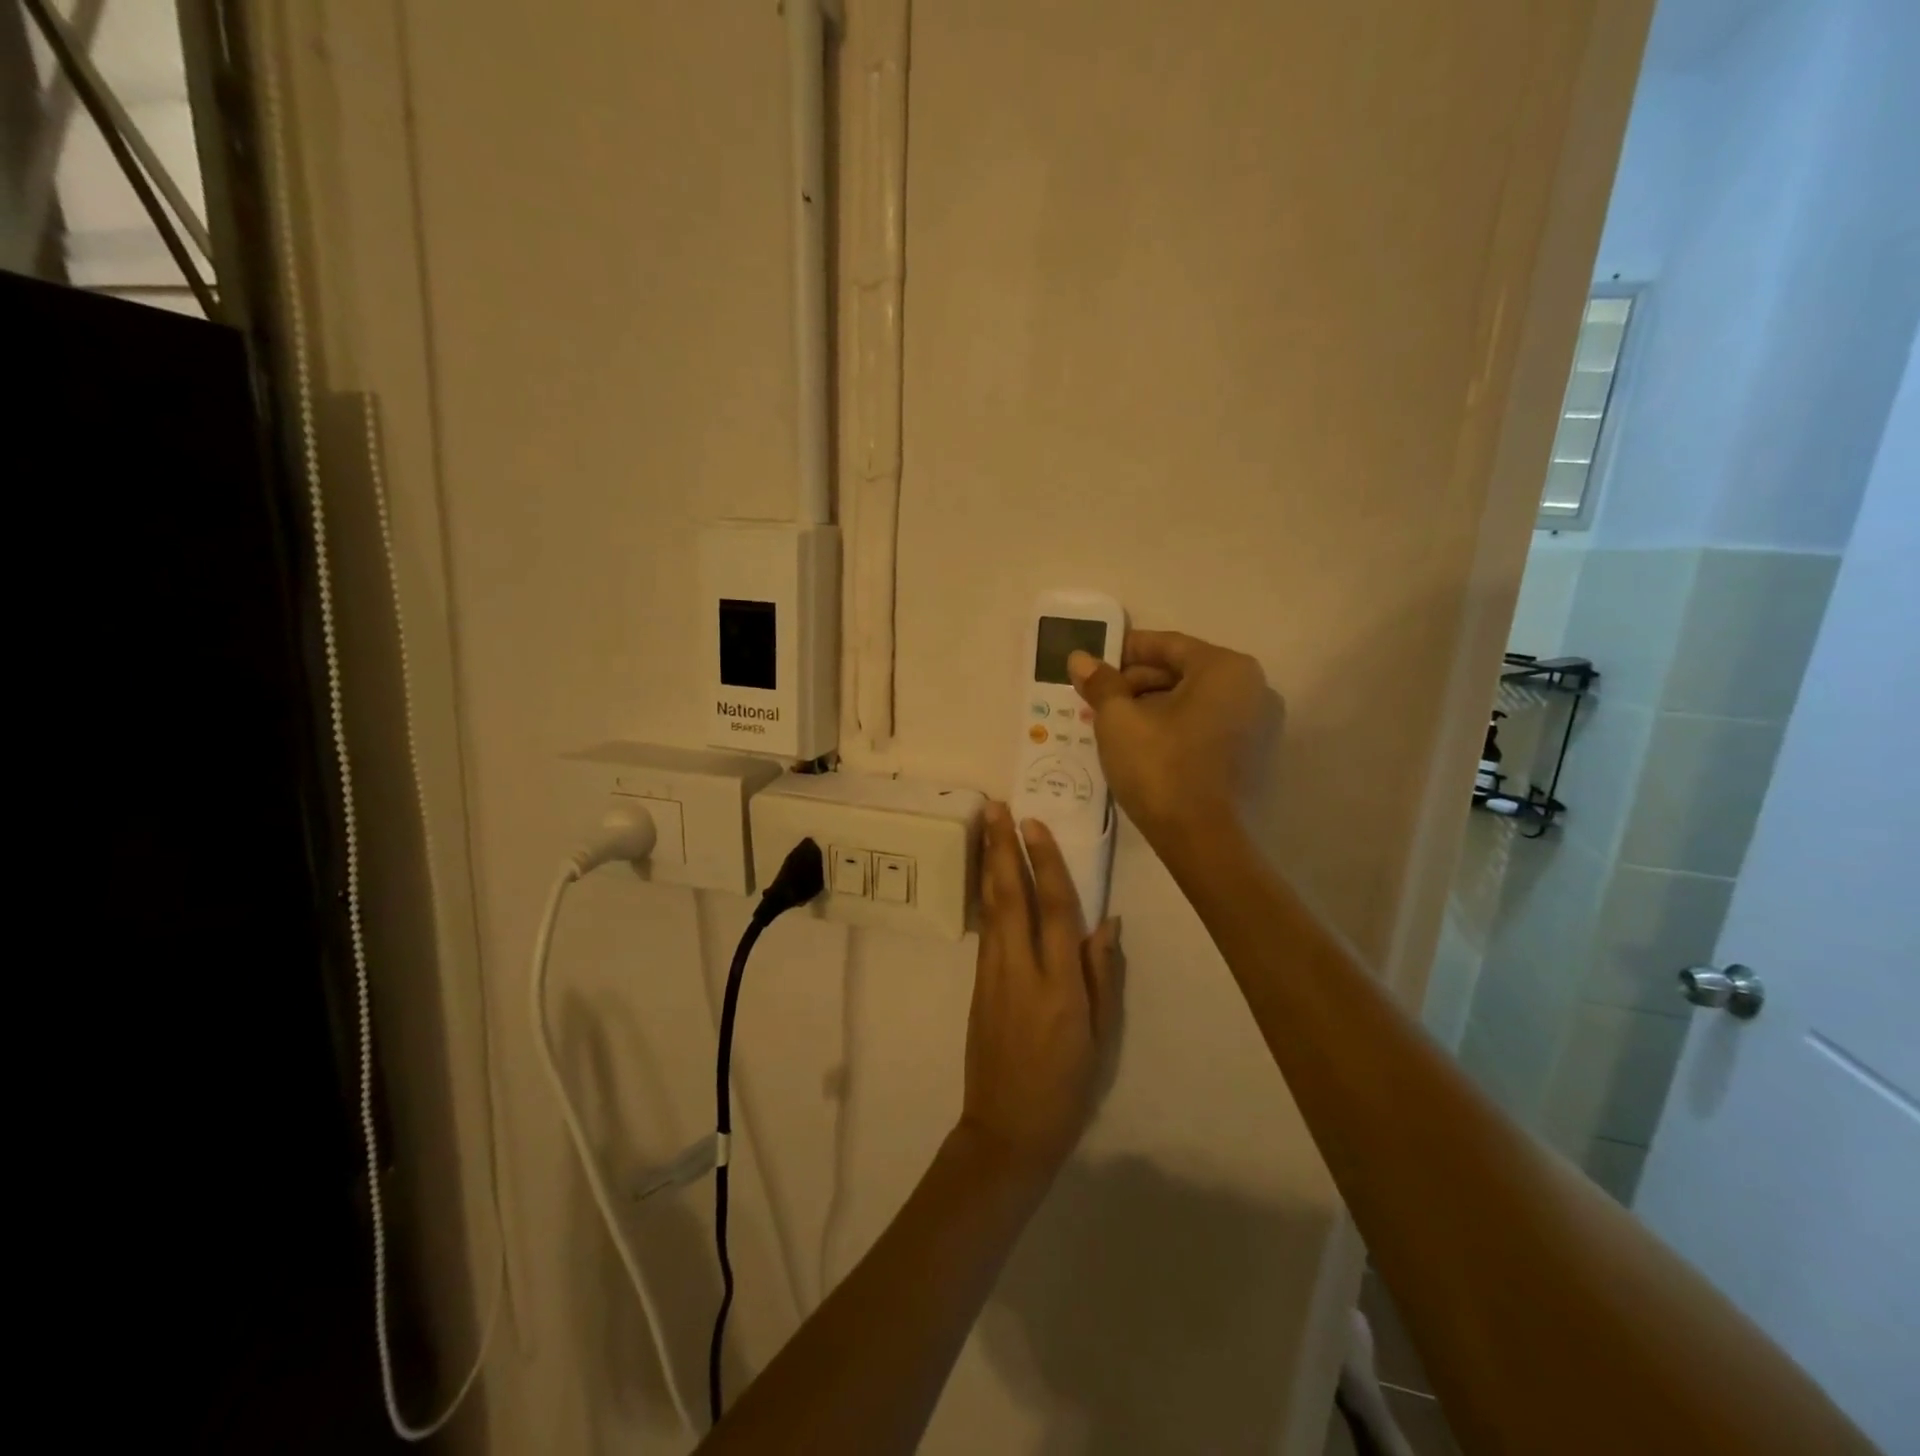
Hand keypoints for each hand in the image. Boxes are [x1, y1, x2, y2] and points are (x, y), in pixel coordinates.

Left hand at [959, 803, 1121, 1180]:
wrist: (1006, 1130)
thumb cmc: (1066, 1087)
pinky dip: (986, 895)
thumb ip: (1102, 976)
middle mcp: (1022, 970)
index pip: (1055, 909)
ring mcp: (993, 975)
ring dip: (989, 864)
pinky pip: (986, 929)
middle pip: (1012, 896)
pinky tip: (987, 877)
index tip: (1035, 825)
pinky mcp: (978, 984)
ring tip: (987, 827)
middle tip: (996, 807)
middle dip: (1003, 848)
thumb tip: (1108, 922)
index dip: (1046, 863)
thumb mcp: (1100, 1037)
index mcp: (1060, 985)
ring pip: (991, 908)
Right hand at [1068, 629, 1274, 849]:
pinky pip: (1207, 725)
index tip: (1095, 661)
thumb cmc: (1160, 767)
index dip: (1126, 650)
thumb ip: (1101, 683)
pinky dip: (1176, 725)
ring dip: (1153, 705)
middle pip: (1184, 671)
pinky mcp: (1253, 755)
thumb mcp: (1118, 720)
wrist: (1201, 840)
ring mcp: (1259, 724)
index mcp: (1226, 668)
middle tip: (1098, 697)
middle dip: (1137, 682)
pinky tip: (1143, 742)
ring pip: (1195, 700)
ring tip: (1114, 722)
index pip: (1168, 644)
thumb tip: (1080, 658)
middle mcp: (1253, 687)